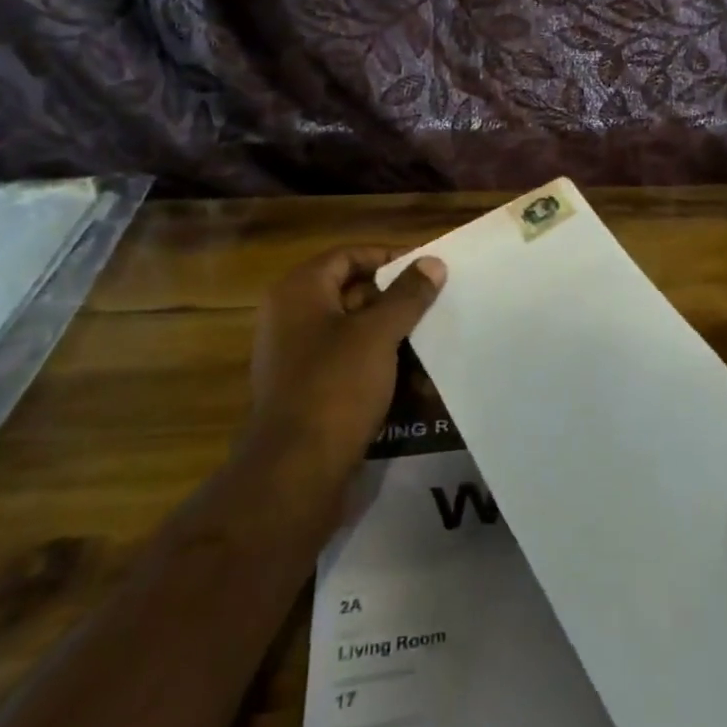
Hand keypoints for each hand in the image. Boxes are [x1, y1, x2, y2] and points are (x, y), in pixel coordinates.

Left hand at [241, 247, 445, 487]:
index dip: (389, 258)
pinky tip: (413, 381)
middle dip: (395, 301)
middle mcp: (291, 317)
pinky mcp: (306, 390)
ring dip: (392, 336)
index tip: (426, 270)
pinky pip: (348, 363)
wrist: (296, 470)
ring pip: (354, 331)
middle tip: (435, 306)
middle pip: (351, 292)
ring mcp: (296, 355)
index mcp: (299, 291)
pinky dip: (378, 365)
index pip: (349, 255)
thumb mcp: (378, 334)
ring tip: (431, 344)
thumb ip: (407, 295)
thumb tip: (432, 262)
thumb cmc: (336, 386)